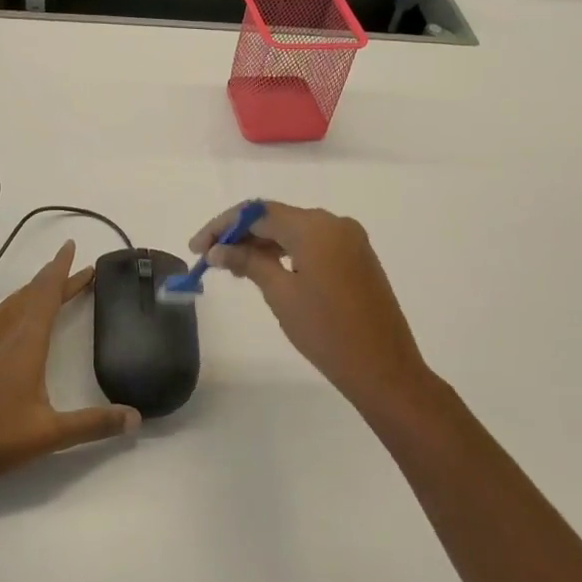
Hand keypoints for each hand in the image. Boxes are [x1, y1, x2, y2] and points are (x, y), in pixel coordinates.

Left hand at [0, 242, 139, 495]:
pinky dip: (10, 307)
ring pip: (9, 306)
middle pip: (30, 296)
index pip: (45, 296)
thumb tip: (136, 418)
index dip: (61, 271)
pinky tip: (9, 317)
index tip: (71, 247)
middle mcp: (1, 336)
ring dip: (32, 291)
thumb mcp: (52, 435)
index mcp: (24, 345)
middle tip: (77, 269)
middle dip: (54, 279)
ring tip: (48, 286)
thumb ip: (95, 424)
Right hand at [191, 203, 429, 408]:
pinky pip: (314, 243)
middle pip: (276, 217)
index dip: (223, 226)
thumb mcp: (281, 294)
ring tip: (234, 268)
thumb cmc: (326, 332)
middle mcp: (334, 222)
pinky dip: (287, 252)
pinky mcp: (357, 257)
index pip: (258, 213)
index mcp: (315, 226)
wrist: (384, 368)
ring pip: (295, 230)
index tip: (197, 248)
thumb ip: (249, 262)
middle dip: (241, 234)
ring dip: (263, 243)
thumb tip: (217, 249)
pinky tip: (267, 270)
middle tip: (211, 259)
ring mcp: (350, 239)